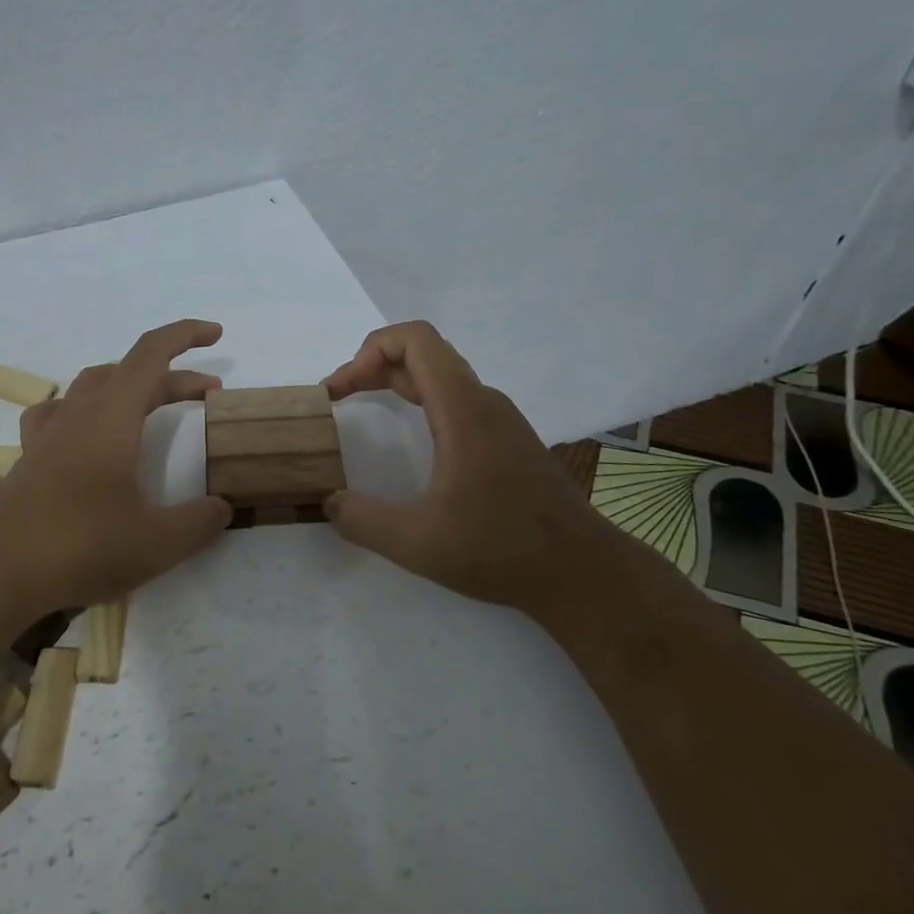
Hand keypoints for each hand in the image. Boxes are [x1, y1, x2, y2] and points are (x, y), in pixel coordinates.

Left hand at [0, 319, 233, 616]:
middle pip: (131, 372)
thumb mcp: (158, 541)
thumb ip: (199, 521)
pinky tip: (87, 429)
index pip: (152, 353)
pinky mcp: (30, 456)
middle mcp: (80, 411)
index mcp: (113, 414)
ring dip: (131, 386)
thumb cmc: (82, 544)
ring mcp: (50, 431)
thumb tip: (223, 507)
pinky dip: (84, 408)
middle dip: (173, 376)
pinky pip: (60, 412)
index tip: (216, 333)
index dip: (185, 335)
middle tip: (207, 396)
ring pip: (94, 385)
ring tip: (152, 404)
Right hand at [322, 321, 608, 606]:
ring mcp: (500, 418)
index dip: (370, 349)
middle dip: (374, 364)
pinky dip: (420, 398)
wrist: (585, 573)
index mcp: (463, 410)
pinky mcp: (508, 438)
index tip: (341, 388)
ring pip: (441, 375)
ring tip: (363, 404)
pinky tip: (410, 433)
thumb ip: (363, 521)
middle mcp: (483, 402)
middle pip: (424, 352)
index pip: (416, 340)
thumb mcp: (418, 544)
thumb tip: (328, 503)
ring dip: (396, 380)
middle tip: (340, 396)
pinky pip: (456, 397)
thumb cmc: (502, 550)